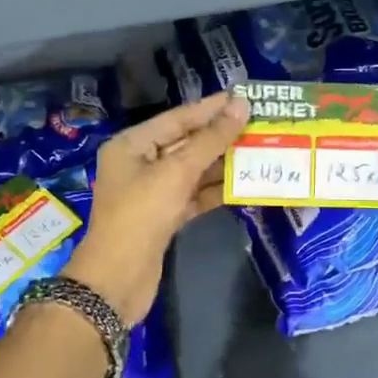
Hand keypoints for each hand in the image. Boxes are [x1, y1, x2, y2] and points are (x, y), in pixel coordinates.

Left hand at [65, 92, 248, 325]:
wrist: (117, 280)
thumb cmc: (141, 214)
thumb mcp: (177, 172)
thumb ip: (211, 139)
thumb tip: (240, 106)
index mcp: (132, 145)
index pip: (178, 118)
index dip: (211, 108)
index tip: (244, 97)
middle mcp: (140, 163)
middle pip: (186, 142)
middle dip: (220, 135)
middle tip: (258, 124)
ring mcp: (152, 192)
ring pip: (193, 170)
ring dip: (222, 163)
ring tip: (259, 150)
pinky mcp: (164, 217)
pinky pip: (194, 195)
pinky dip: (215, 190)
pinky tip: (244, 184)